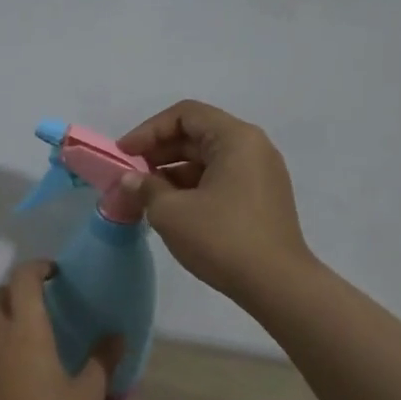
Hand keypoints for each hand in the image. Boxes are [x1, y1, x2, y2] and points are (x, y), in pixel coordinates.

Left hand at [0, 262, 120, 399]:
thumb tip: (117, 336)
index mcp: (27, 330)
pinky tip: (11, 372)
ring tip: (26, 338)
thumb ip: (102, 360)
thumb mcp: (87, 394)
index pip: (23, 279)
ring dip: (4, 319)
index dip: (36, 267)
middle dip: (16, 291)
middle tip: (39, 303)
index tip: (53, 272)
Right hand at [116, 100, 312, 301]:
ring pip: (209, 159)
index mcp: (236, 138)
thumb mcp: (171, 212)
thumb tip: (130, 180)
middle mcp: (254, 148)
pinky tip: (172, 208)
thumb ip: (145, 188)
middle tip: (131, 174)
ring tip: (146, 195)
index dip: (149, 130)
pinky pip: (221, 179)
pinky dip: (193, 186)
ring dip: (174, 171)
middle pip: (198, 134)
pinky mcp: (263, 199)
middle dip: (159, 151)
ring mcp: (262, 174)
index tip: (124, 154)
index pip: (185, 115)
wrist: (277, 284)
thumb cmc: (222, 239)